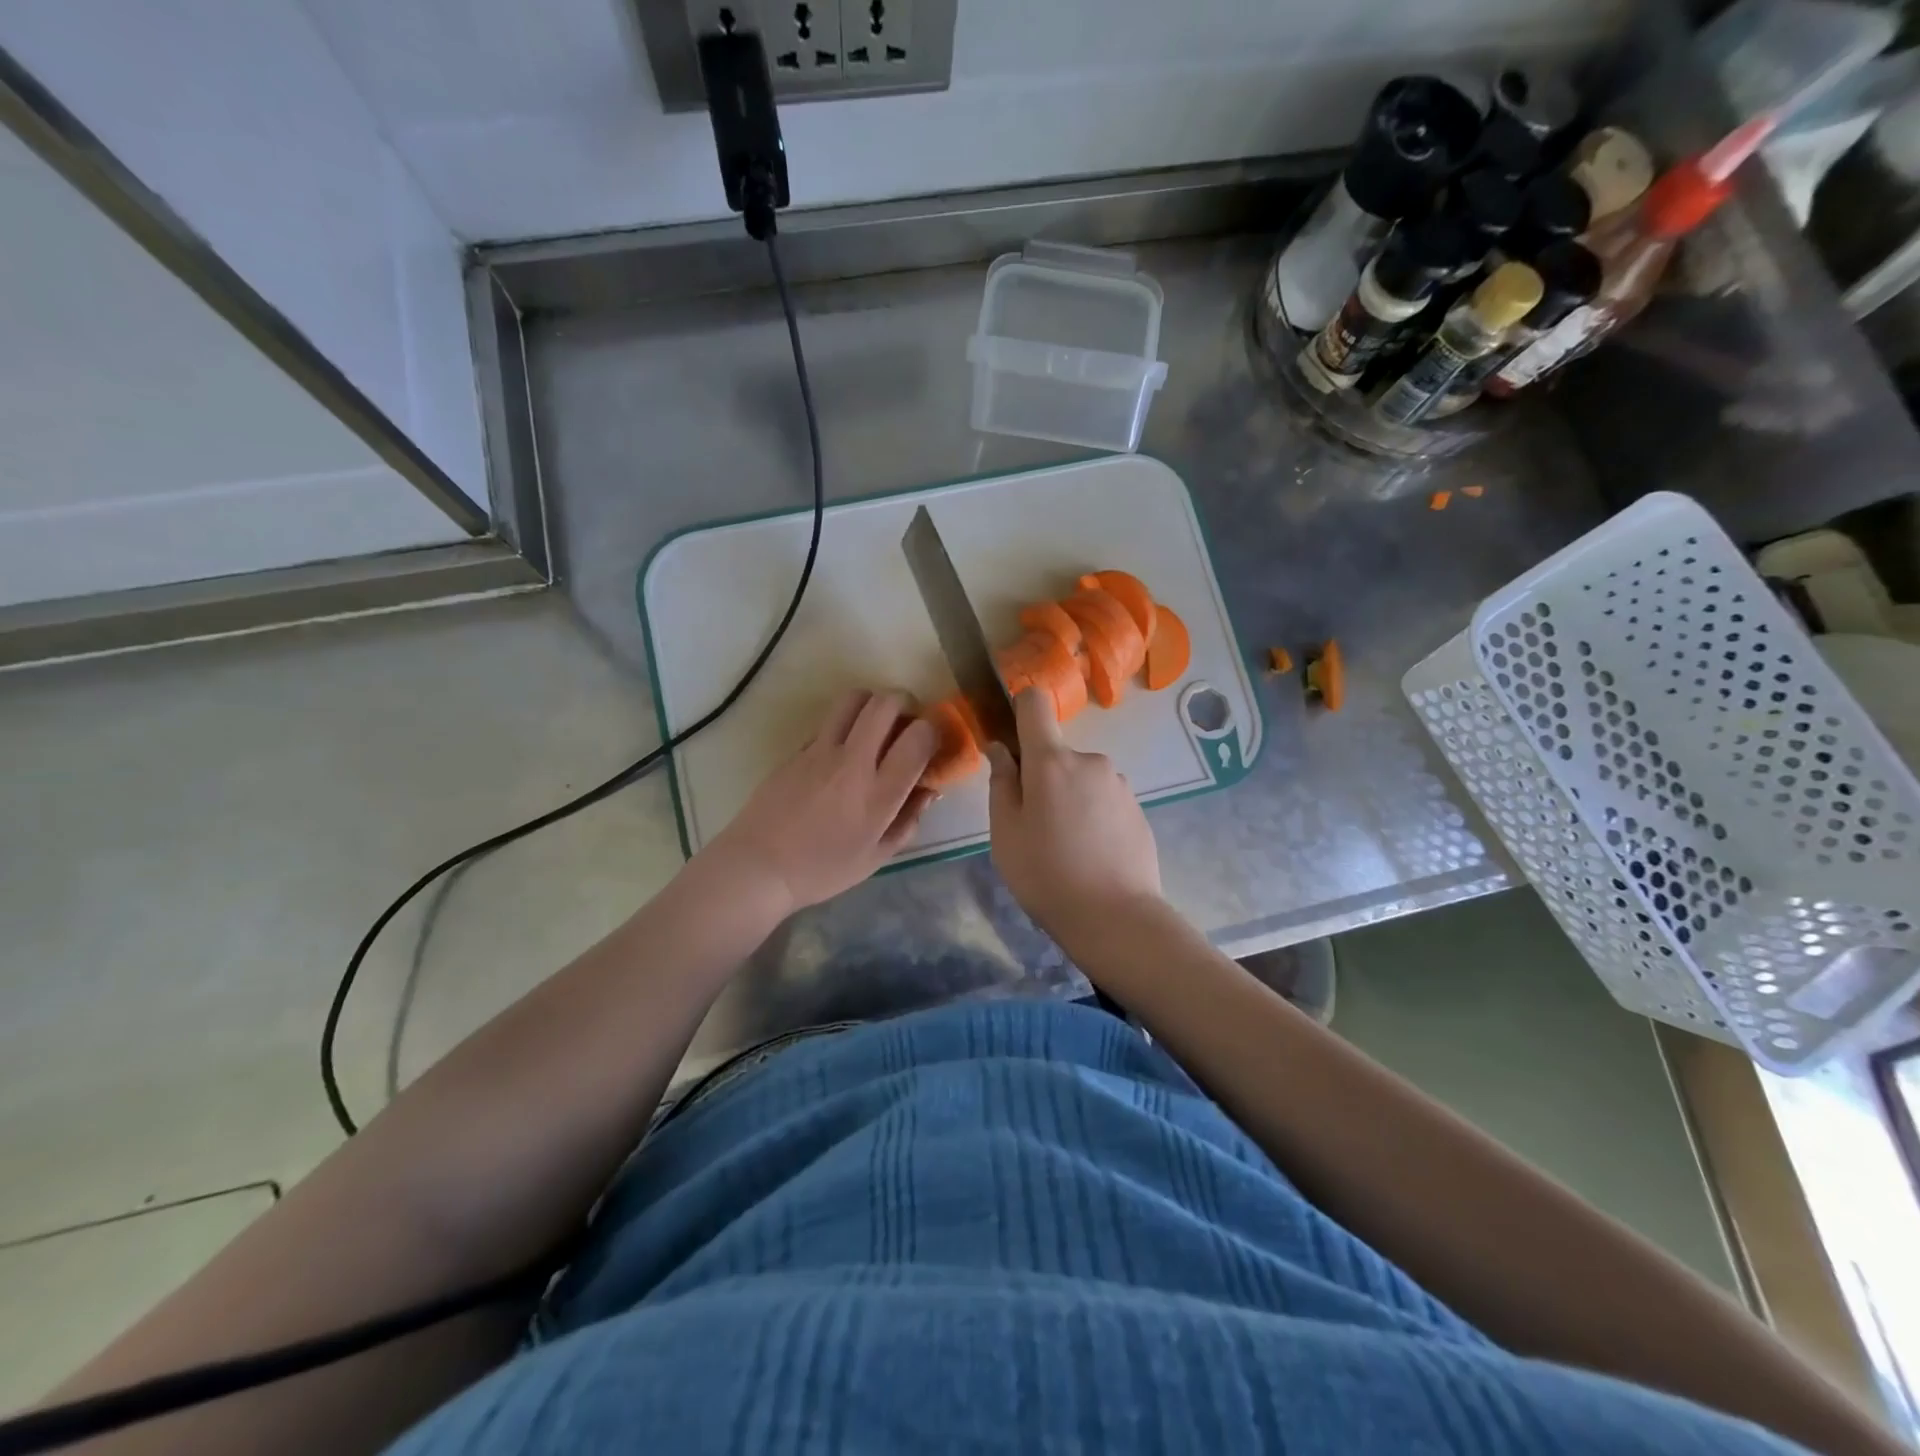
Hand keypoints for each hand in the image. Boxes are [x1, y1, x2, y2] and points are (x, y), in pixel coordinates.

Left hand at [701, 690, 936, 918]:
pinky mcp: (797, 749)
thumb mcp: (876, 857)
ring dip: (872, 704)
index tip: (932, 741)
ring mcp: (820, 750)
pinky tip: (841, 753)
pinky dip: (844, 727)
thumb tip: (929, 790)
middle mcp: (852, 762)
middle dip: (905, 703)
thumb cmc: (822, 870)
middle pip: (886, 702)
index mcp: (879, 793)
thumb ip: (908, 820)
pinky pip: (828, 722)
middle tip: (907, 723)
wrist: (758, 867)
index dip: (933, 730)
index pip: (919, 736)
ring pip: (853, 698)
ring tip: (875, 727)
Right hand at [986, 688, 1161, 940]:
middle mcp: (1090, 760)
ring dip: (1069, 799)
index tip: (1012, 741)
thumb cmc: (1046, 874)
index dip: (1020, 710)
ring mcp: (1119, 784)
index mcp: (1051, 760)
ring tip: (1065, 848)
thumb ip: (1001, 783)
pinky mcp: (1138, 809)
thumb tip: (1000, 748)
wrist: (1115, 918)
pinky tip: (1091, 855)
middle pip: (1056, 753)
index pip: (1035, 703)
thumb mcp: (1005, 832)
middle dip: (1043, 778)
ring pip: (1081, 779)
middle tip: (1034, 826)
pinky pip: (1103, 801)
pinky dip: (1093, 817)